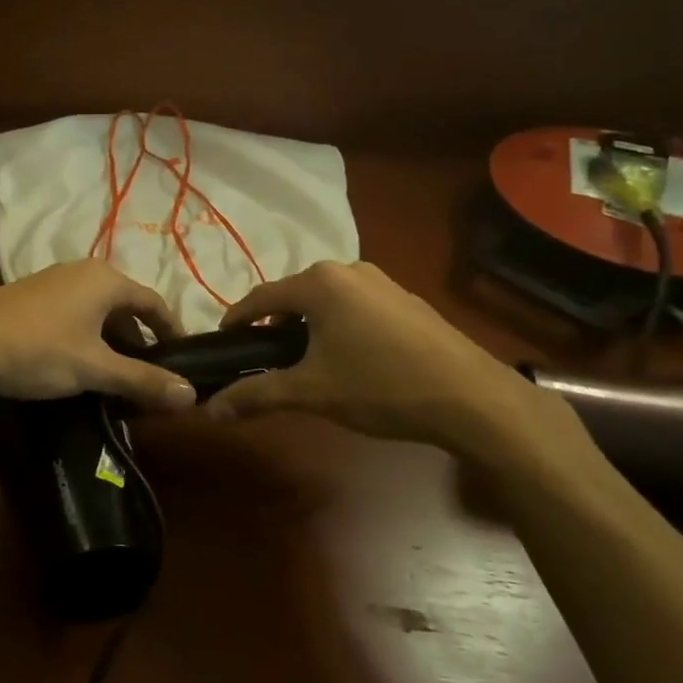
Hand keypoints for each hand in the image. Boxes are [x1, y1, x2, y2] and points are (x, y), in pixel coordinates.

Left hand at [0, 260, 197, 410]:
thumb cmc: (39, 349)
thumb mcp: (95, 368)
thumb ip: (143, 381)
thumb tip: (191, 395)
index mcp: (106, 279)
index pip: (153, 302)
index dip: (171, 330)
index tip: (181, 359)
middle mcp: (82, 271)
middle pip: (124, 305)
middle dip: (138, 340)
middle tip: (146, 376)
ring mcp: (52, 280)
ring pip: (96, 310)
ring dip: (110, 341)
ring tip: (113, 375)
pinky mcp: (29, 296)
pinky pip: (72, 313)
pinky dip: (85, 336)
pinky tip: (76, 363)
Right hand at [206, 261, 551, 456]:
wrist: (472, 398)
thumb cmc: (380, 386)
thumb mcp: (311, 392)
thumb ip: (256, 396)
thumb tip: (210, 412)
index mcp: (319, 283)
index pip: (261, 297)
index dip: (237, 320)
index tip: (223, 341)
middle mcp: (349, 270)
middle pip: (294, 295)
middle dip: (274, 325)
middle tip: (262, 358)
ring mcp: (383, 282)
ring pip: (327, 300)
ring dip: (307, 325)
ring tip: (303, 360)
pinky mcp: (407, 300)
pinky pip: (356, 306)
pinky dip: (338, 325)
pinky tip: (348, 358)